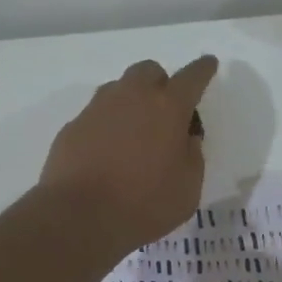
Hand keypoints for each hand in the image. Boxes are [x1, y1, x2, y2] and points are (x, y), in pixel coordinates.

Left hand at [40, 56, 218, 254]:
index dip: (203, 70)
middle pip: (149, 71)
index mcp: (168, 108)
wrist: (80, 216)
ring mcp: (97, 109)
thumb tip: (185, 138)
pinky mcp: (73, 127)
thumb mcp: (188, 188)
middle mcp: (131, 97)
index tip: (208, 64)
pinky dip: (108, 126)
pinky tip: (108, 154)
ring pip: (119, 89)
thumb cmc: (145, 204)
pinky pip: (97, 116)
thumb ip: (192, 156)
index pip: (192, 77)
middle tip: (166, 112)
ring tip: (136, 135)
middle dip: (161, 83)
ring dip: (132, 102)